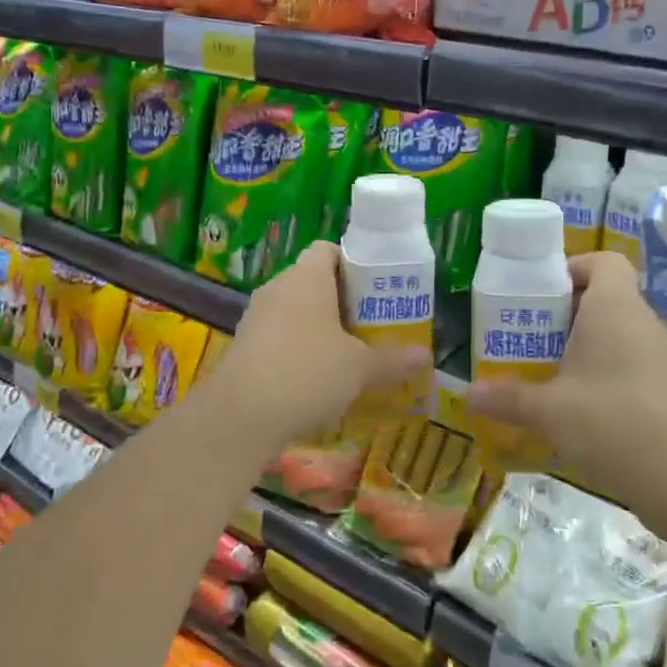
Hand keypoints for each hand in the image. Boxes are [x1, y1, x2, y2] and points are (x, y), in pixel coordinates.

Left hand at [204, 241, 429, 451]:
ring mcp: (256, 317)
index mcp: (307, 277)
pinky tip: (315, 379)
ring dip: (318, 328)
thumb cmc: (307, 373)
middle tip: (370, 324)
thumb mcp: (359, 368)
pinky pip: (278, 336)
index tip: (376, 289)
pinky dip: (297, 349)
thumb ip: (392, 360)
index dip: (354, 263)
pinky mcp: (243, 346)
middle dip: (342, 301)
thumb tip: (426, 356)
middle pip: (313, 281)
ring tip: (347, 354)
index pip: (328, 249)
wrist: (240, 416)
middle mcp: (277, 288)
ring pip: (294, 311)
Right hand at [466, 252, 666, 503]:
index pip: (604, 261)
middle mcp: (640, 322)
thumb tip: (469, 394)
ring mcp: (657, 356)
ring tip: (545, 370)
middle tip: (529, 334)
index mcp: (614, 306)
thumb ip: (507, 397)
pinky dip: (601, 373)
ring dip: (582, 345)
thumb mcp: (548, 409)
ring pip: (615, 333)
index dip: (574, 267)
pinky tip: (574, 406)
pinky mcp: (664, 388)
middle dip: (564, 313)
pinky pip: (627, 363)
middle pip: (604, 297)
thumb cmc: (608, 419)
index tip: (541, 292)